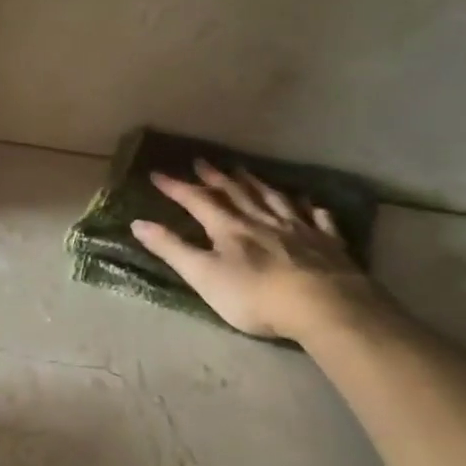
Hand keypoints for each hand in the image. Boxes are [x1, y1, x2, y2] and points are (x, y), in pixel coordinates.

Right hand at [130, 160, 378, 341]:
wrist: (321, 304)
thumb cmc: (254, 296)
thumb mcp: (203, 276)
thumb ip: (172, 250)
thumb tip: (138, 223)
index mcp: (229, 228)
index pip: (198, 201)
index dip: (177, 188)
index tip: (158, 174)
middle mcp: (262, 220)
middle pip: (236, 193)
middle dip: (216, 177)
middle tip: (202, 161)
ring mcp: (298, 228)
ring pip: (274, 198)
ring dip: (257, 184)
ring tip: (246, 171)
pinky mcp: (327, 242)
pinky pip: (317, 218)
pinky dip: (308, 207)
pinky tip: (308, 202)